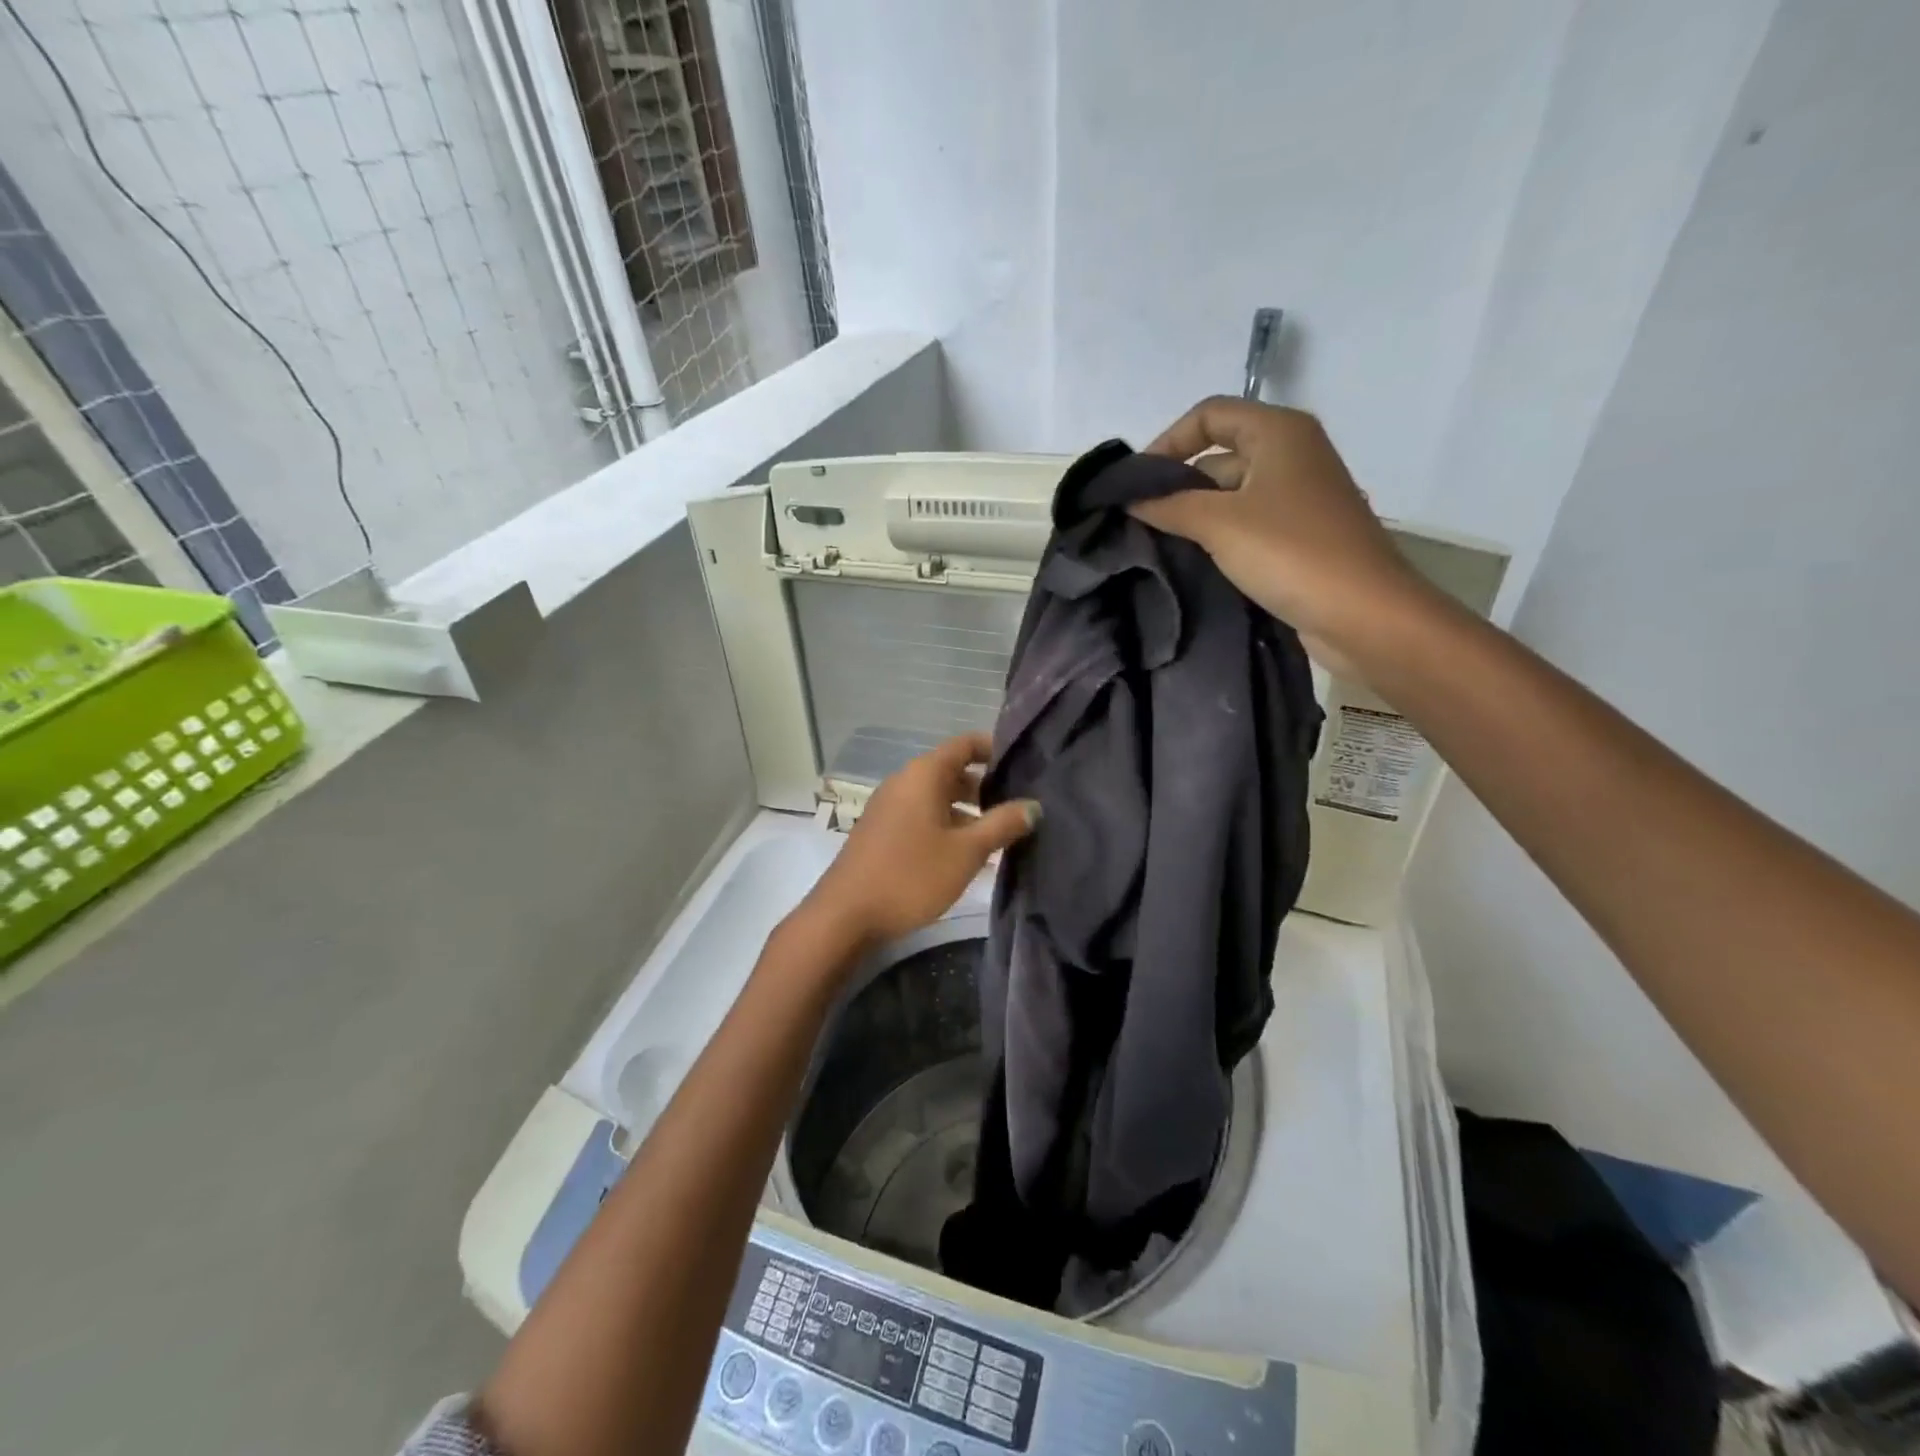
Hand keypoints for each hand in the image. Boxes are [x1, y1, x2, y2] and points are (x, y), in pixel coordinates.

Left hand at [794, 733, 1038, 950]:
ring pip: (938, 797)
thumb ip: (1002, 825)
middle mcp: (904, 781)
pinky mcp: (883, 831)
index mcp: (923, 774)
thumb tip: (1033, 806)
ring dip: (968, 812)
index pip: (965, 744)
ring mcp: (890, 806)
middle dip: (986, 787)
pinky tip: (967, 855)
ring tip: (1000, 835)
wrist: (846, 915)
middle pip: (952, 771)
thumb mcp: (966, 852)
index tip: (1025, 766)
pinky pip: (923, 816)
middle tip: (1020, 806)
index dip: (995, 750)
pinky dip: (947, 826)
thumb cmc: (911, 875)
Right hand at [1129, 397, 1432, 661]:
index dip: (1167, 441)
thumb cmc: (1292, 553)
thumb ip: (1168, 505)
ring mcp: (1296, 498)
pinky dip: (1215, 537)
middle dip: (1176, 484)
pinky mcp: (1297, 536)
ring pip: (1229, 494)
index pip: (1209, 415)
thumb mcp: (1219, 523)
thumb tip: (1129, 499)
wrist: (1363, 615)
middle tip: (1136, 520)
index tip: (1135, 484)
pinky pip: (1245, 524)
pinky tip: (1187, 561)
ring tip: (1153, 544)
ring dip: (1192, 515)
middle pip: (1218, 455)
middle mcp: (1290, 455)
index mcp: (1279, 432)